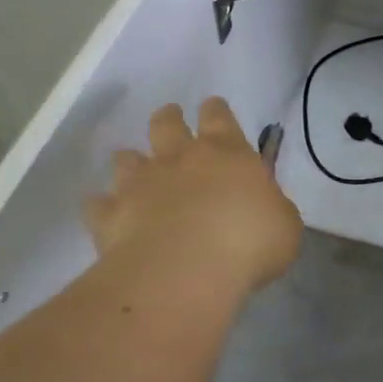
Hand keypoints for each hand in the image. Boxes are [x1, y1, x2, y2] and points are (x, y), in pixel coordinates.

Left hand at [84, 99, 301, 303]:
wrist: (183, 273)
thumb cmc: (247, 243)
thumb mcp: (284, 225)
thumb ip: (272, 208)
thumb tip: (264, 206)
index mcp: (227, 152)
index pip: (218, 116)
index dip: (216, 110)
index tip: (213, 108)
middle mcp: (180, 158)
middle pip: (167, 123)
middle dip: (169, 117)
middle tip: (171, 119)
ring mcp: (140, 184)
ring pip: (126, 157)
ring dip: (132, 161)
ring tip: (135, 170)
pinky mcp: (110, 215)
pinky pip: (98, 204)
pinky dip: (102, 206)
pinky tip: (107, 213)